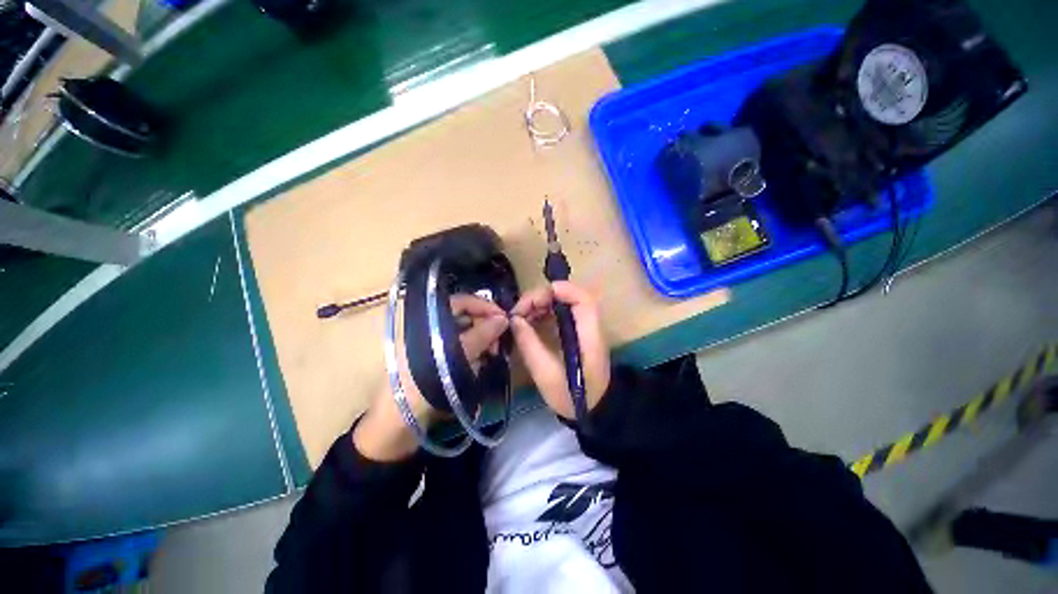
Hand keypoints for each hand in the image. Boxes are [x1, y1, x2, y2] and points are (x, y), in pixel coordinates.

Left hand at [354, 294, 508, 460]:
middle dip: (486, 326)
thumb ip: (482, 334)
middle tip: (499, 343)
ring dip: (482, 341)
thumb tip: (504, 318)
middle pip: (466, 316)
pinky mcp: (440, 359)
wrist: (399, 422)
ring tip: (493, 355)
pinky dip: (474, 353)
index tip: (505, 319)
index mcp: (429, 319)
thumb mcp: (457, 355)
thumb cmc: (424, 382)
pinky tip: (483, 363)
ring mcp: (436, 344)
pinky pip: (463, 349)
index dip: (485, 307)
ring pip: (466, 333)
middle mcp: (432, 326)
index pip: (462, 301)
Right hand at [510, 281, 609, 419]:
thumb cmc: (573, 397)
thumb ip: (530, 345)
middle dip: (541, 298)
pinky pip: (558, 313)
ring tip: (519, 317)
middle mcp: (589, 325)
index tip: (532, 300)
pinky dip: (542, 313)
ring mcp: (582, 327)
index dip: (559, 290)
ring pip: (561, 303)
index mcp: (589, 335)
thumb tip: (514, 320)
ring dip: (539, 304)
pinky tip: (528, 322)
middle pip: (568, 296)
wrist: (593, 410)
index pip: (582, 299)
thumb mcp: (547, 375)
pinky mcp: (575, 332)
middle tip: (518, 312)